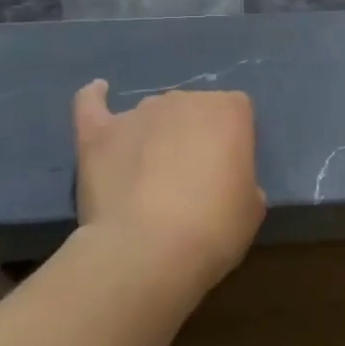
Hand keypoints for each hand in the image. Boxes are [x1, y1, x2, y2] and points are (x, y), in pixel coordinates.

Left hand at [72, 81, 265, 292]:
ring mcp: (138, 113)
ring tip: (147, 173)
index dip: (232, 140)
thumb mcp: (252, 207)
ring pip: (151, 113)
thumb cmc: (214, 229)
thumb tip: (222, 180)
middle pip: (192, 108)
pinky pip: (92, 103)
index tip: (228, 170)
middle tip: (189, 177)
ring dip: (154, 133)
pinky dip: (95, 98)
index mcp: (229, 111)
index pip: (236, 110)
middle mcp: (184, 100)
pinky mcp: (99, 132)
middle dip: (192, 135)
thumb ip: (241, 179)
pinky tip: (98, 94)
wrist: (149, 250)